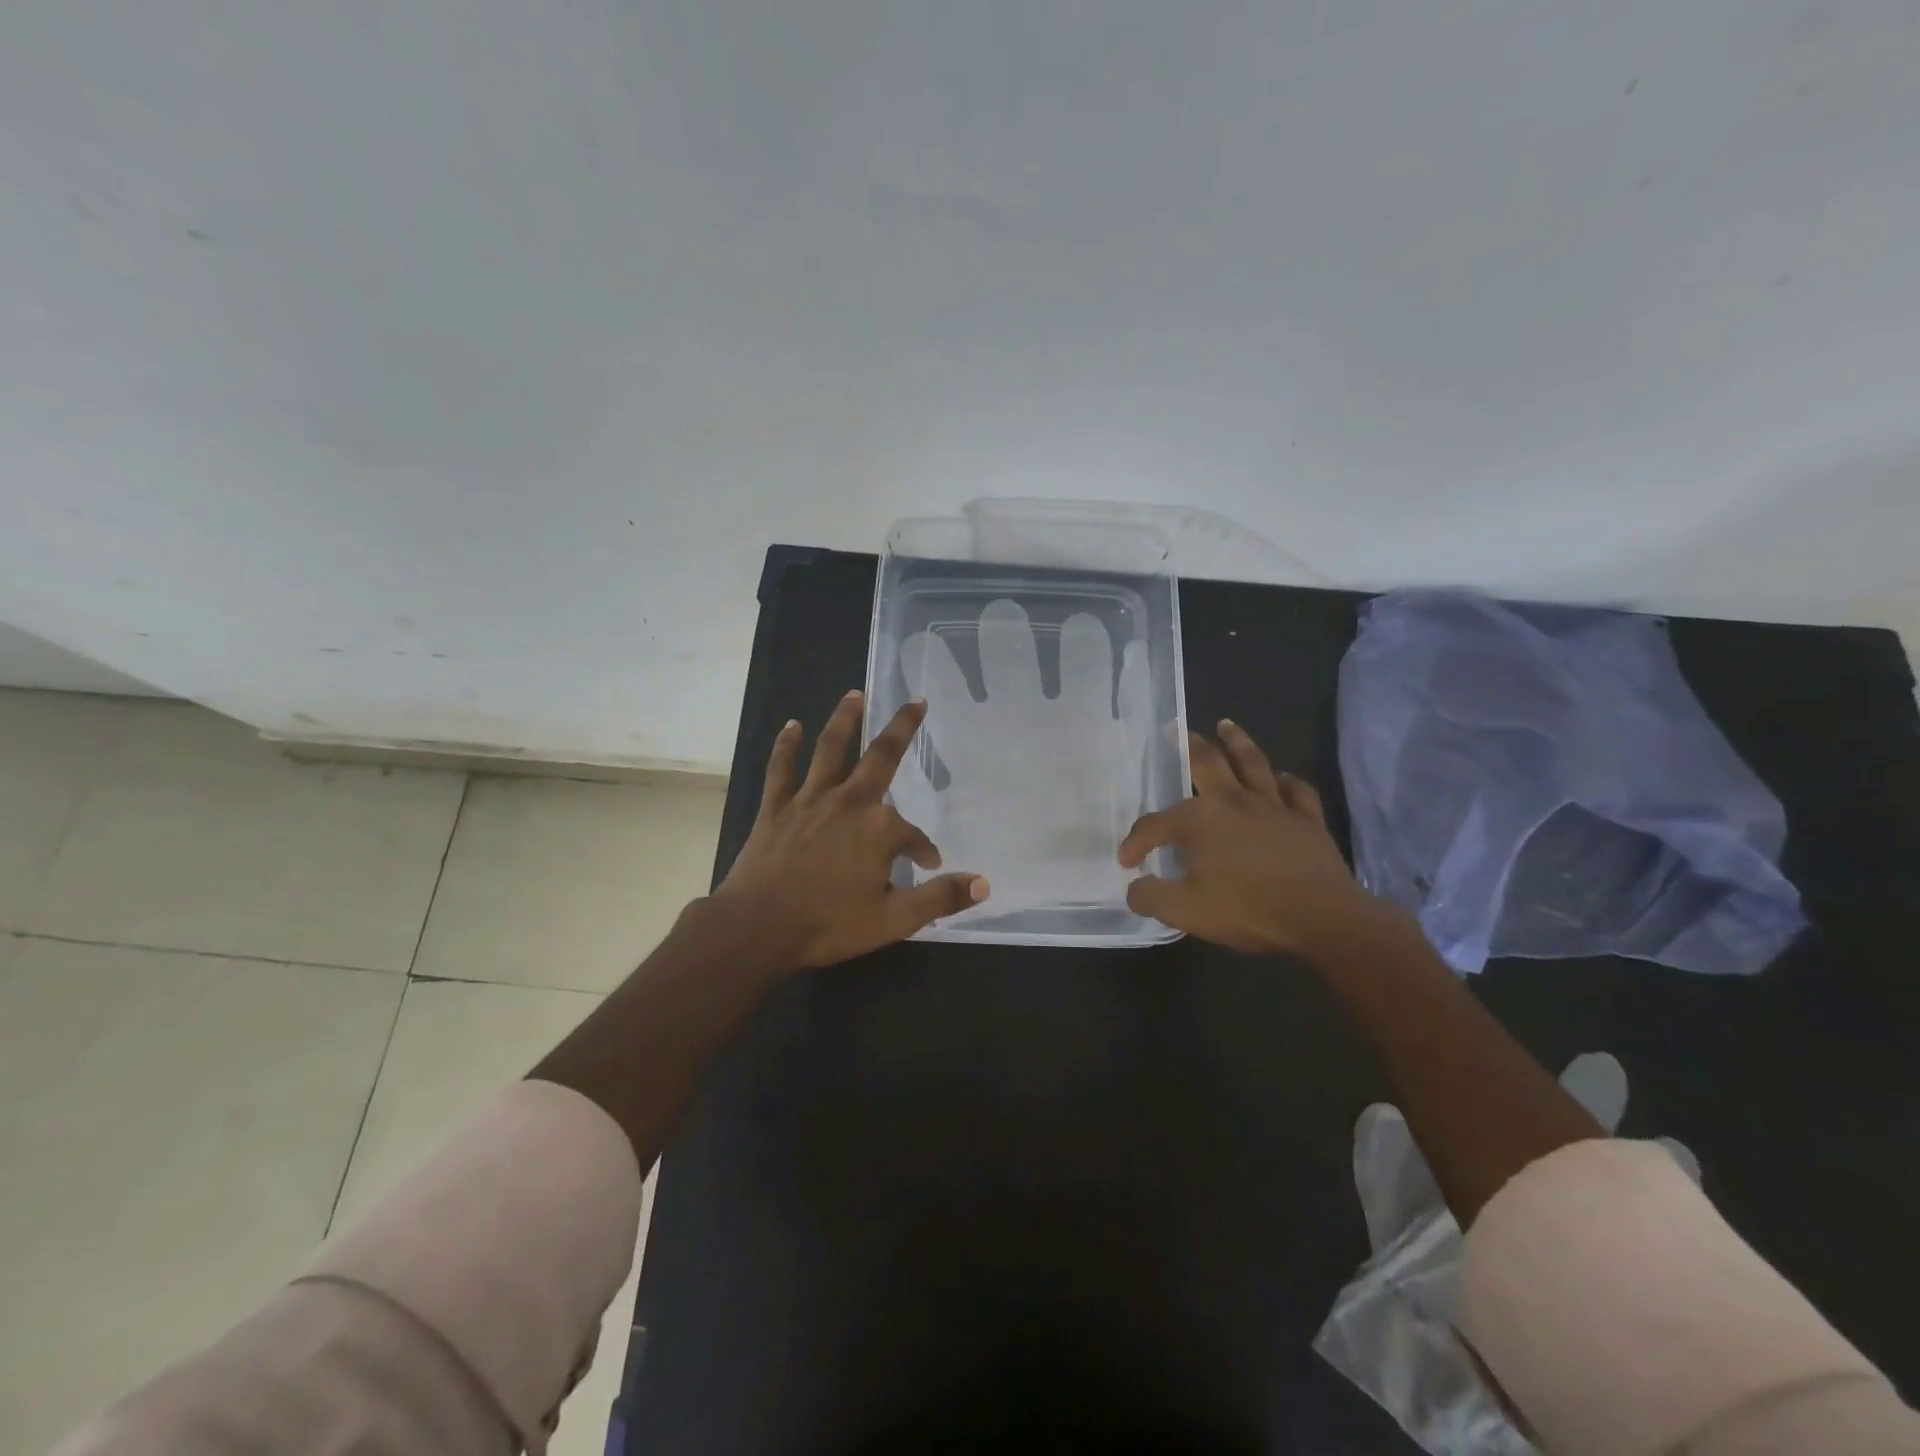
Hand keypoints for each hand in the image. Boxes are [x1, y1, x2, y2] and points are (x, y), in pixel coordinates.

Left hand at [713, 690, 989, 969]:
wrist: (757, 929)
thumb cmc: (828, 924)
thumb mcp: (893, 920)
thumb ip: (939, 898)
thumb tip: (983, 882)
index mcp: (878, 829)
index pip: (913, 835)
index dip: (923, 850)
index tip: (927, 866)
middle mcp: (848, 802)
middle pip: (881, 757)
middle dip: (903, 728)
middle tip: (917, 702)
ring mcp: (809, 800)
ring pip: (830, 750)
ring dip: (844, 719)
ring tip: (854, 694)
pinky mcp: (776, 807)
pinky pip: (781, 769)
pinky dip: (787, 746)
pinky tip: (792, 725)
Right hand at [1118, 720, 1382, 957]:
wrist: (1321, 918)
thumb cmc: (1248, 910)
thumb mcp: (1185, 911)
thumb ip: (1151, 897)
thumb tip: (1134, 887)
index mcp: (1200, 820)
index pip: (1156, 824)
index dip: (1136, 842)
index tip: (1127, 862)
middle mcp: (1234, 802)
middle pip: (1208, 764)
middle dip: (1188, 746)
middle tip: (1176, 729)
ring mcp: (1274, 807)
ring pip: (1252, 763)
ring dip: (1237, 742)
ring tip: (1226, 725)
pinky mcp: (1307, 820)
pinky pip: (1296, 791)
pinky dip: (1286, 781)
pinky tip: (1281, 777)